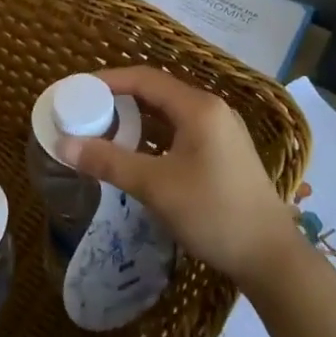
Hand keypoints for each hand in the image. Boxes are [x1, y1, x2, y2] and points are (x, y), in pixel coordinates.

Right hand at [58, 67, 299, 288]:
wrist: (271, 258)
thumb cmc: (213, 213)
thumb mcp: (156, 187)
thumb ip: (109, 162)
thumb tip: (64, 145)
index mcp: (198, 107)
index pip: (144, 78)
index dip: (108, 80)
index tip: (77, 90)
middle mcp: (211, 110)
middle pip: (157, 92)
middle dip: (119, 98)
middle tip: (86, 111)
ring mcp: (221, 131)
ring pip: (169, 113)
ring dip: (136, 118)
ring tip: (104, 130)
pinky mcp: (223, 152)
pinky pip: (180, 131)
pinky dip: (154, 135)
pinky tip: (136, 153)